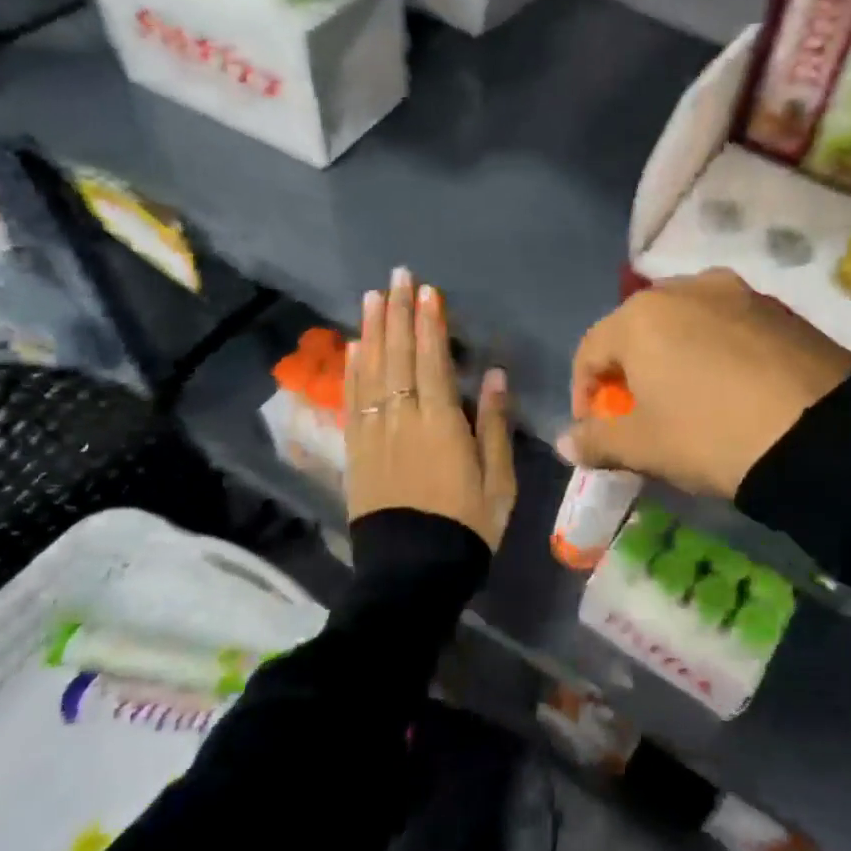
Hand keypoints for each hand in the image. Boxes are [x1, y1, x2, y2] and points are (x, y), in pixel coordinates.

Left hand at [346, 267, 515, 549]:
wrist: (413, 573)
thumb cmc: (467, 527)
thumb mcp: (498, 482)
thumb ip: (494, 425)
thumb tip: (494, 376)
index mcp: (440, 424)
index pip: (432, 361)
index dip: (429, 323)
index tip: (427, 291)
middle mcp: (401, 420)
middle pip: (398, 357)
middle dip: (398, 314)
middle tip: (397, 277)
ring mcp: (373, 434)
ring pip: (370, 372)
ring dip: (371, 331)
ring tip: (372, 298)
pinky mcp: (356, 452)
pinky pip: (351, 400)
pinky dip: (351, 370)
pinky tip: (354, 348)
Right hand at [560, 268, 850, 497]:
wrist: (821, 434)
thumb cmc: (710, 434)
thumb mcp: (645, 446)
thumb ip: (596, 440)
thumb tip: (564, 442)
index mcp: (642, 315)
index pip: (591, 350)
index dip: (583, 393)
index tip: (595, 431)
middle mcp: (686, 287)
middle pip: (638, 329)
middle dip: (630, 371)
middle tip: (641, 413)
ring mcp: (738, 292)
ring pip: (686, 324)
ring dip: (674, 358)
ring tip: (689, 399)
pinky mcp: (780, 308)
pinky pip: (729, 327)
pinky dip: (716, 353)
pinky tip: (732, 388)